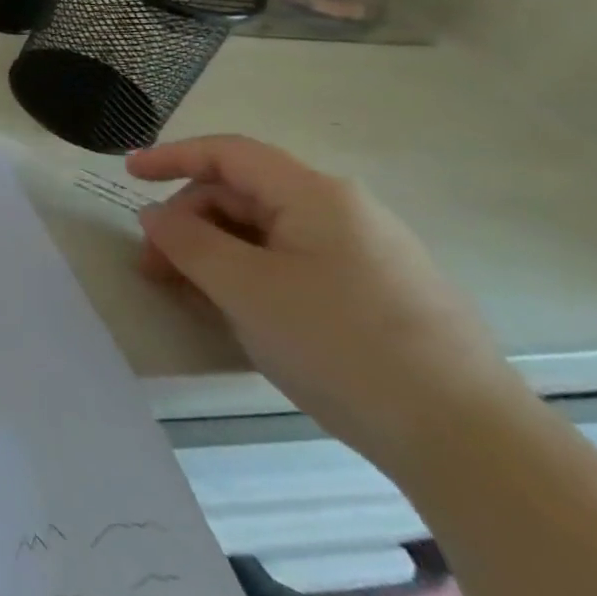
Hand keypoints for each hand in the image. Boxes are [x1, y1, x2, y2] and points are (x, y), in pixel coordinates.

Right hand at [128, 135, 522, 471]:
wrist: (469, 441)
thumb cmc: (340, 344)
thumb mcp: (243, 288)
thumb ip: (186, 242)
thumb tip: (154, 216)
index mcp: (315, 196)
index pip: (228, 154)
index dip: (171, 157)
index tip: (127, 174)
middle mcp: (345, 212)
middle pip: (243, 194)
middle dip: (189, 221)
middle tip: (154, 266)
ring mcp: (368, 254)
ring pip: (267, 232)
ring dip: (216, 252)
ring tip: (188, 293)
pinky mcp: (379, 294)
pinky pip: (294, 263)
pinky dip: (251, 274)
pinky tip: (238, 311)